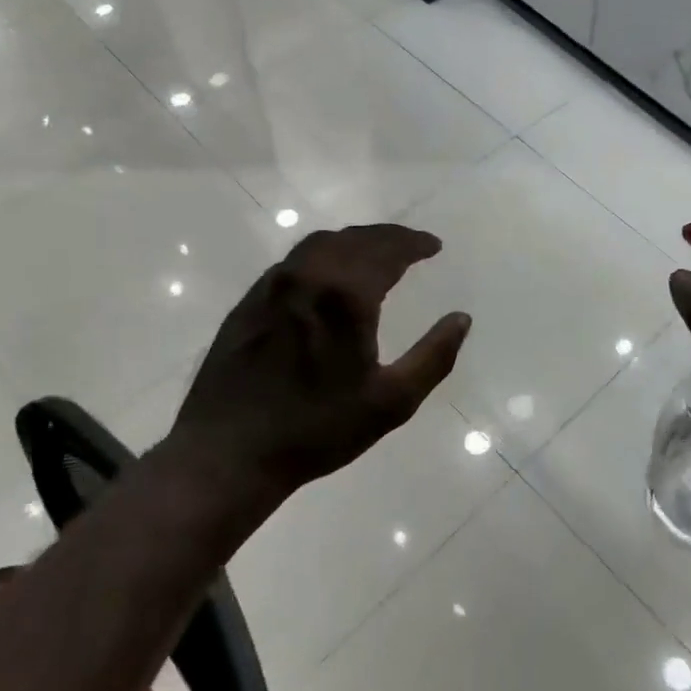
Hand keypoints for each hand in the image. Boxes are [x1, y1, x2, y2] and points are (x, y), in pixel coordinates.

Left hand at [164, 224, 470, 507]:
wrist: (228, 452)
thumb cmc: (318, 429)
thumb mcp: (392, 402)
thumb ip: (434, 356)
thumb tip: (462, 318)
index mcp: (345, 295)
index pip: (388, 250)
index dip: (414, 243)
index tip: (434, 246)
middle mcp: (308, 276)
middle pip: (355, 239)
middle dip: (388, 237)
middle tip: (412, 245)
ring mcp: (273, 285)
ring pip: (321, 244)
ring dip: (355, 241)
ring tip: (376, 252)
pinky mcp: (250, 300)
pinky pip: (295, 260)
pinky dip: (324, 254)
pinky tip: (329, 274)